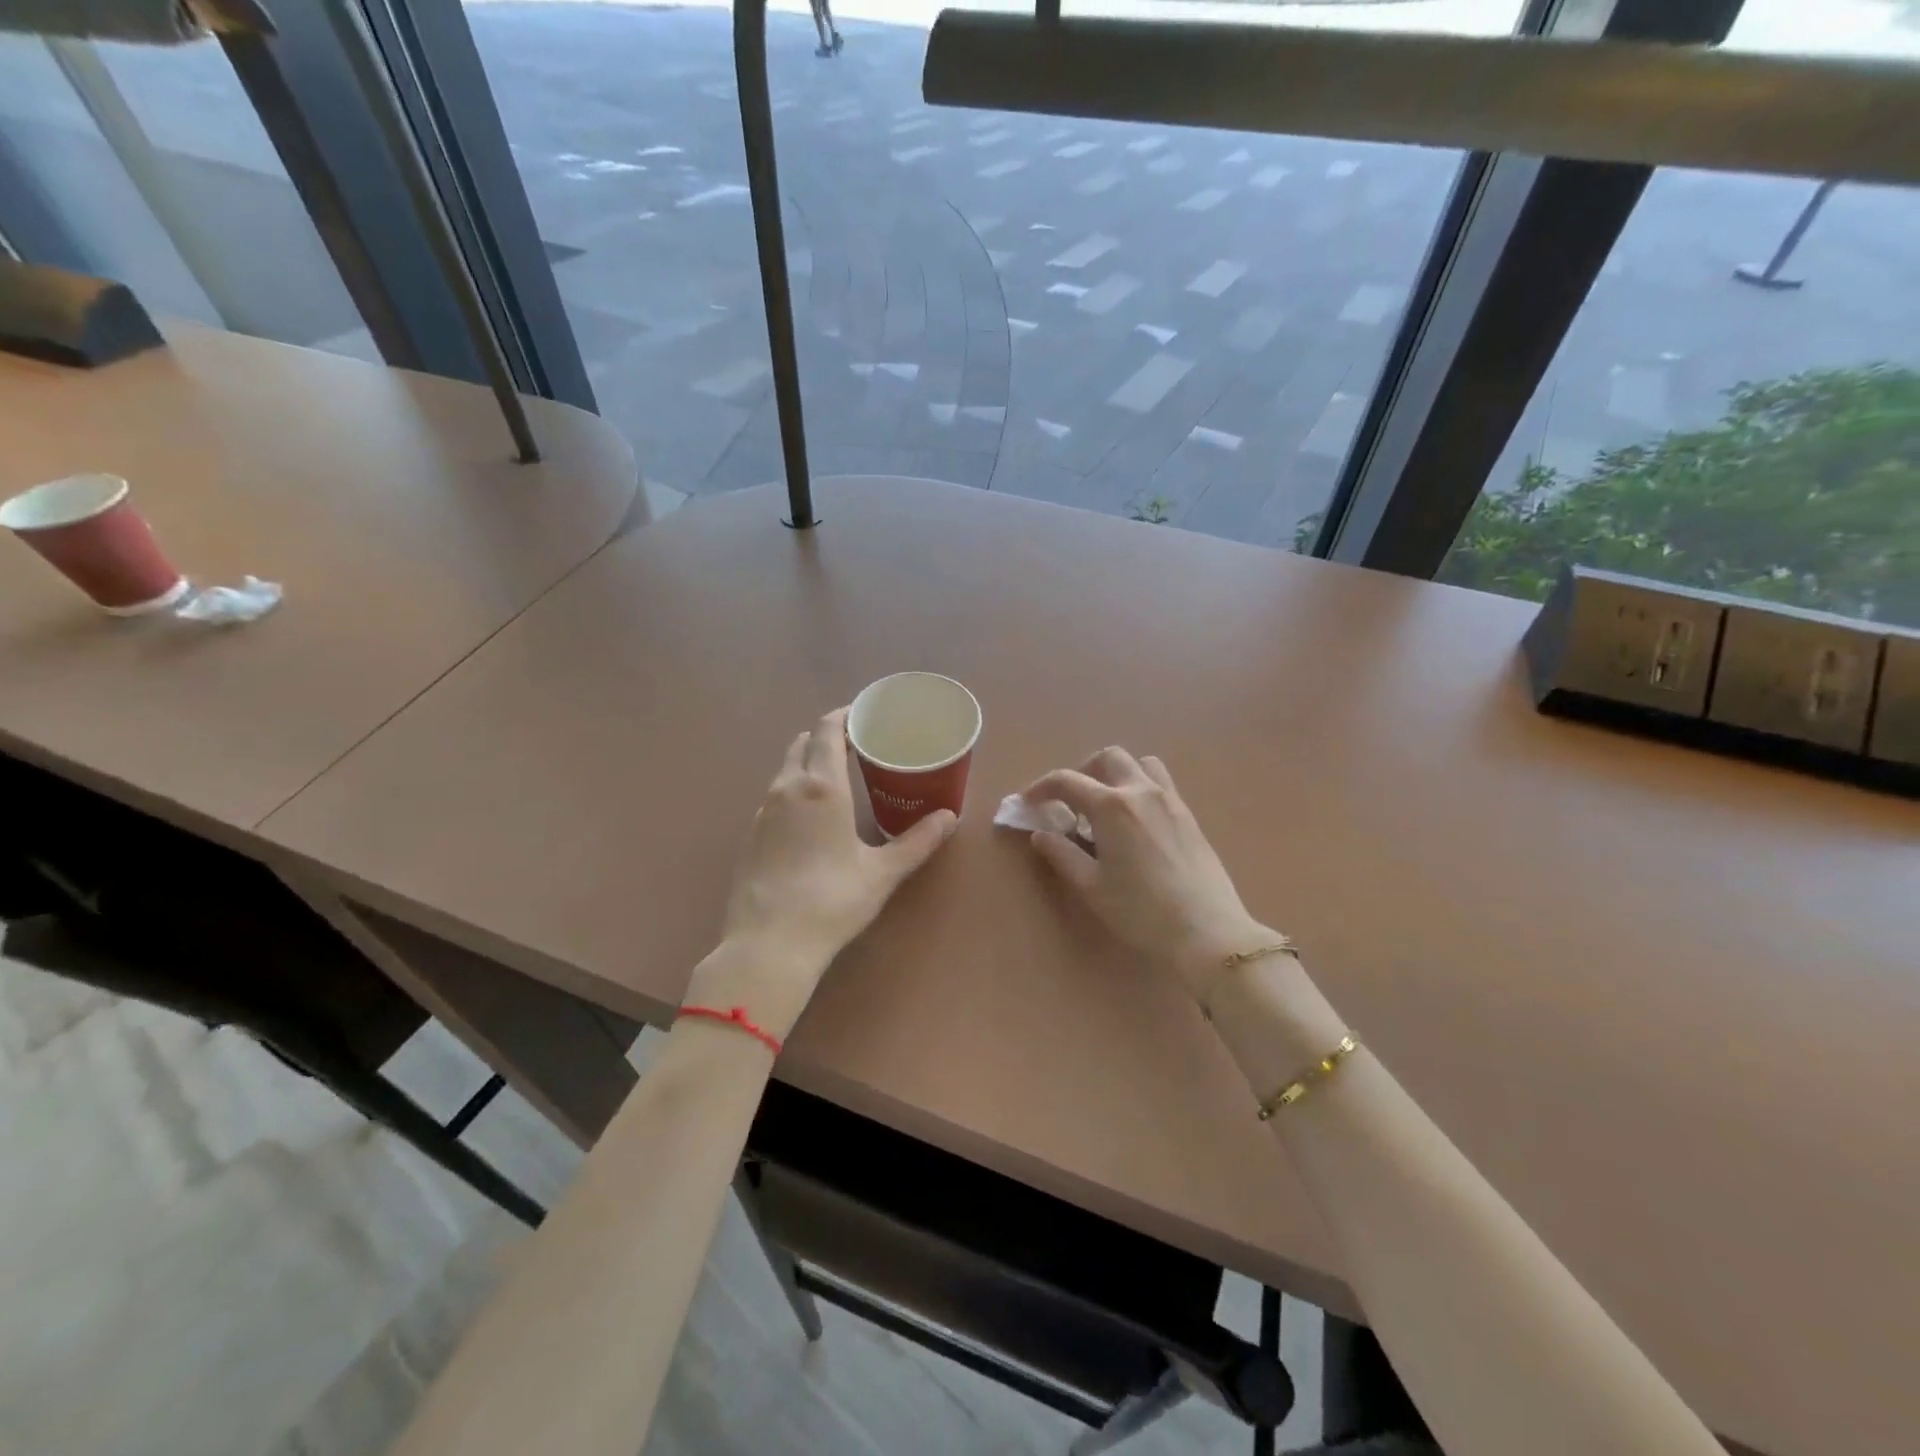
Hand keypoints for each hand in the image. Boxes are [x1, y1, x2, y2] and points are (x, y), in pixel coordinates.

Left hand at [694, 708, 956, 1037]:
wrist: (768, 945)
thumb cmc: (832, 901)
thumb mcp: (882, 872)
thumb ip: (917, 841)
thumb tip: (949, 818)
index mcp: (821, 787)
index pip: (827, 730)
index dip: (845, 715)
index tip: (865, 715)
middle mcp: (787, 788)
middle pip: (803, 742)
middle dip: (827, 735)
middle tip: (858, 745)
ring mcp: (763, 811)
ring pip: (786, 768)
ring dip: (809, 761)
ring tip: (839, 776)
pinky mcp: (751, 835)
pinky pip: (775, 795)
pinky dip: (795, 788)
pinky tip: (812, 815)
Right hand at [1024, 748, 1271, 994]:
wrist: (1207, 930)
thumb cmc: (1141, 911)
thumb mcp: (1092, 886)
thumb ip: (1062, 854)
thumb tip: (1040, 835)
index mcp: (1111, 806)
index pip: (1067, 781)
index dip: (1041, 788)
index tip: (1029, 803)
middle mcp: (1141, 791)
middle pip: (1108, 757)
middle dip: (1083, 771)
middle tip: (1071, 802)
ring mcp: (1170, 800)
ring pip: (1140, 764)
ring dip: (1117, 774)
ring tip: (1106, 806)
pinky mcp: (1189, 815)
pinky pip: (1161, 783)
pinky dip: (1140, 788)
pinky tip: (1135, 823)